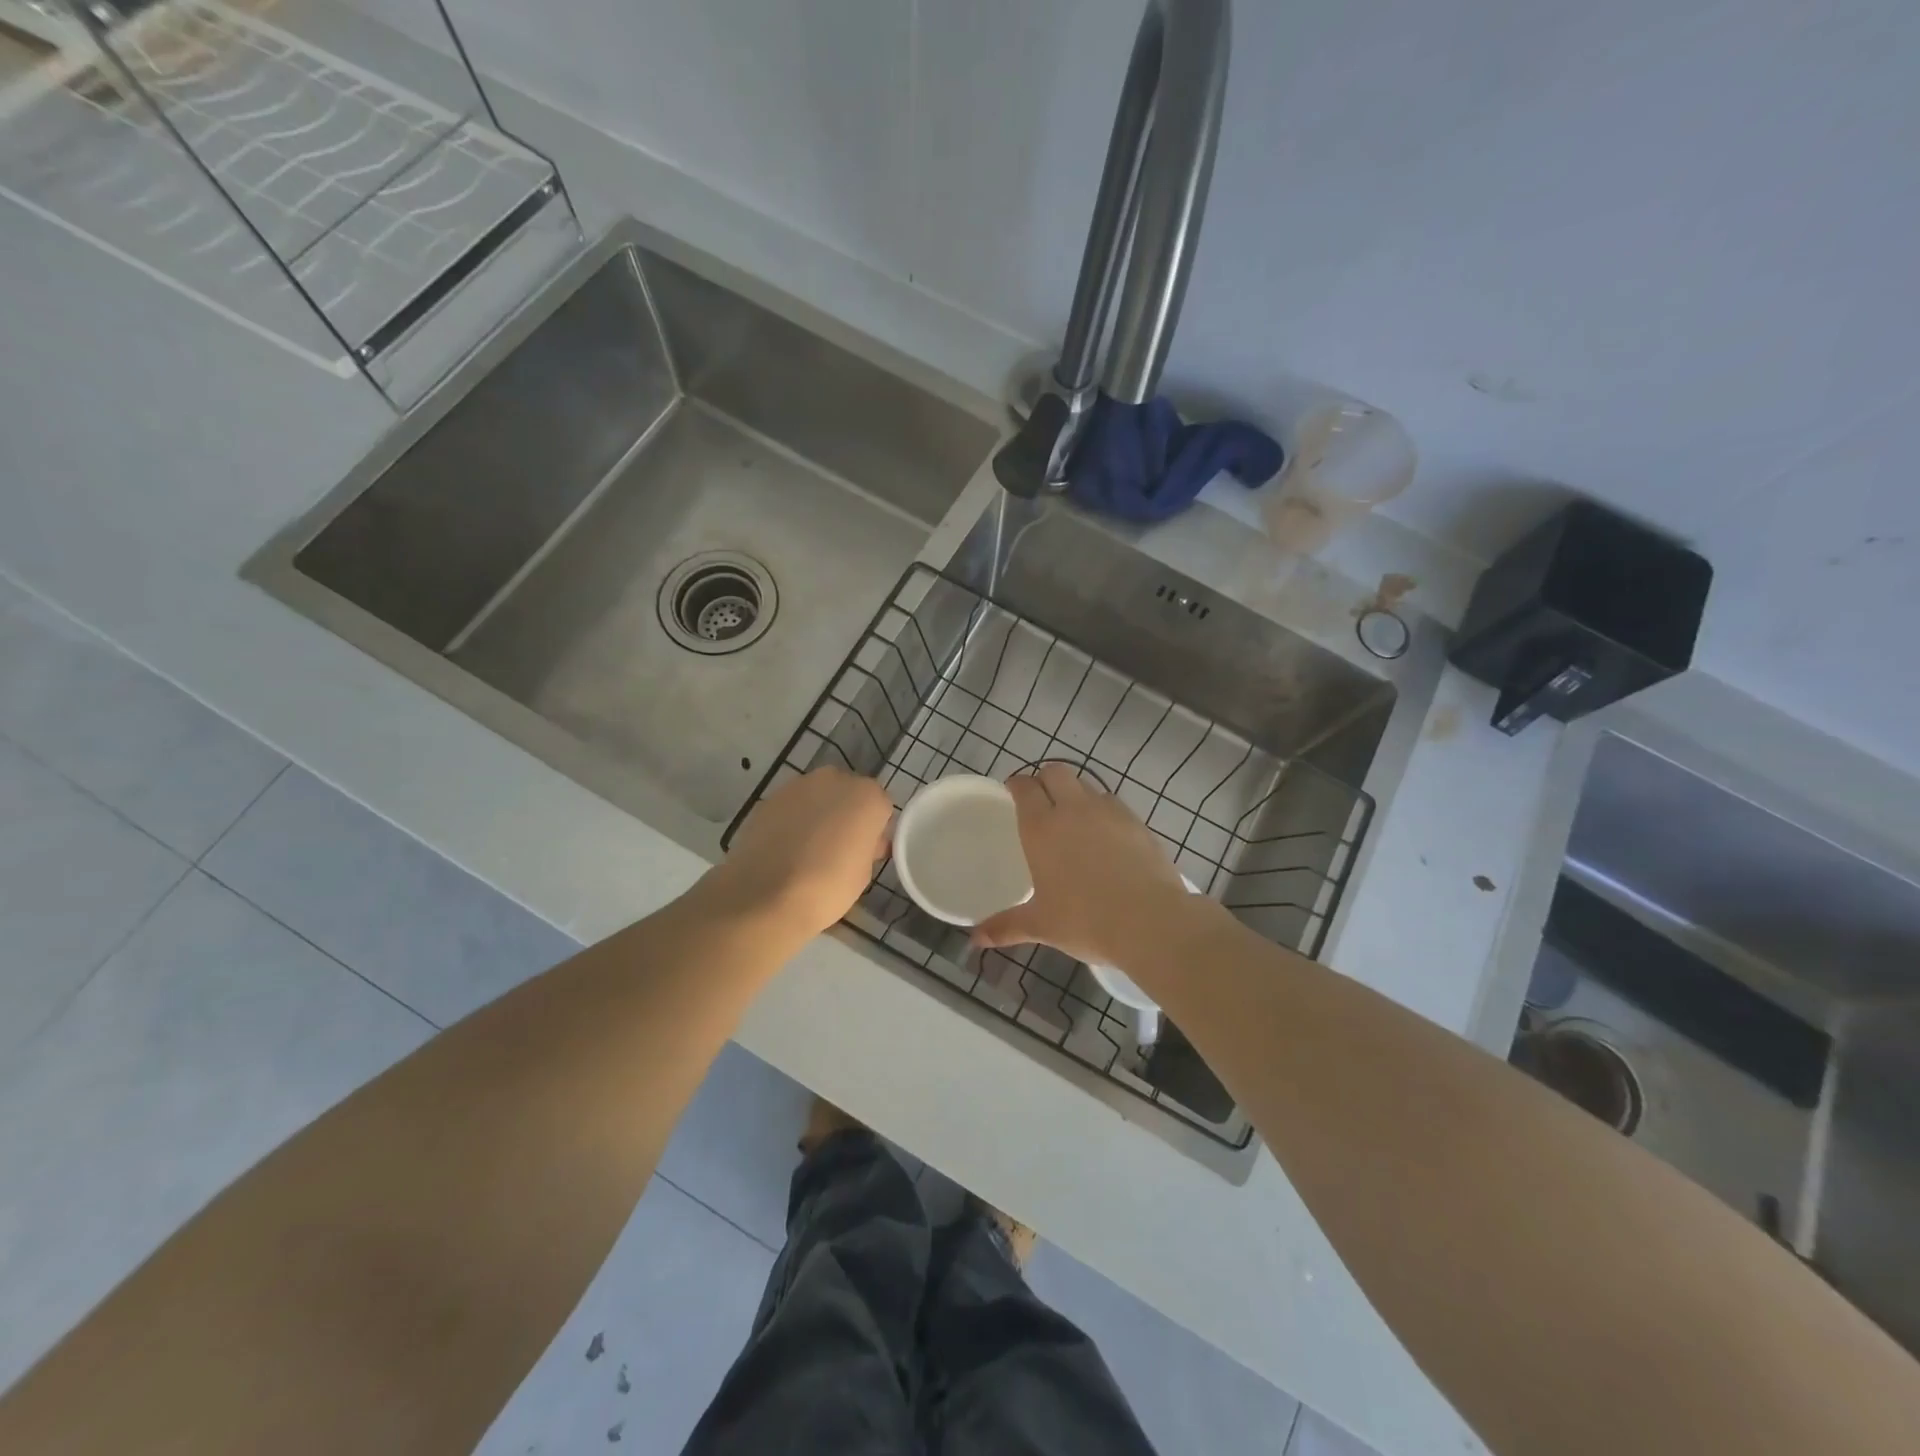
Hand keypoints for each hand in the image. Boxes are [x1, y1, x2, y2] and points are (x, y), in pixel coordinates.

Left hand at [707, 768, 892, 938]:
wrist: (766, 896)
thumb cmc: (828, 888)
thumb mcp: (864, 872)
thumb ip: (868, 846)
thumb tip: (863, 841)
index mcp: (867, 796)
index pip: (881, 806)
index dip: (875, 829)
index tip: (867, 851)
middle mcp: (835, 780)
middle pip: (848, 794)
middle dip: (846, 814)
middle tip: (838, 848)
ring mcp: (798, 785)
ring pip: (818, 796)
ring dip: (818, 814)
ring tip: (808, 850)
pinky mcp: (769, 798)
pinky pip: (791, 807)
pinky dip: (792, 821)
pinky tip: (785, 849)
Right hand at [973, 763, 1191, 967]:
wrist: (1150, 922)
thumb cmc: (1085, 921)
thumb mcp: (1041, 926)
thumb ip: (1005, 926)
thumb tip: (975, 938)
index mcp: (1042, 827)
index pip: (1025, 787)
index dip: (1016, 784)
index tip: (1012, 792)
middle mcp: (1073, 809)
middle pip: (1055, 772)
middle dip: (1044, 779)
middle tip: (1040, 801)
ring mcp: (1109, 812)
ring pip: (1087, 784)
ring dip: (1075, 793)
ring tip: (1074, 818)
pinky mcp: (1137, 822)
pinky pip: (1113, 804)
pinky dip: (1103, 810)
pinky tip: (1105, 836)